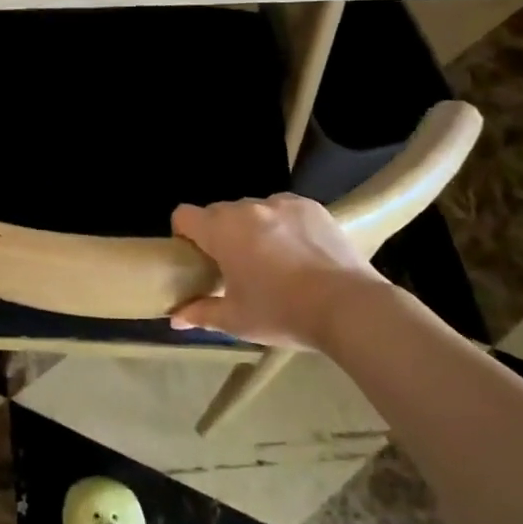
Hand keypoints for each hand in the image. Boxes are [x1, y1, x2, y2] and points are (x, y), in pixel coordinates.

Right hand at [170, 195, 390, 348]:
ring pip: (254, 210)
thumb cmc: (282, 313)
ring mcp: (282, 204)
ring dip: (253, 228)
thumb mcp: (236, 320)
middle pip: (219, 213)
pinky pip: (284, 210)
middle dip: (221, 234)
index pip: (184, 215)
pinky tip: (300, 252)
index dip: (184, 234)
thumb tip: (174, 318)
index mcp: (221, 230)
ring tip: (273, 260)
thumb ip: (200, 313)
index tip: (197, 258)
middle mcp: (247, 208)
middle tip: (235, 266)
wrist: (348, 307)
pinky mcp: (311, 206)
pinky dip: (284, 225)